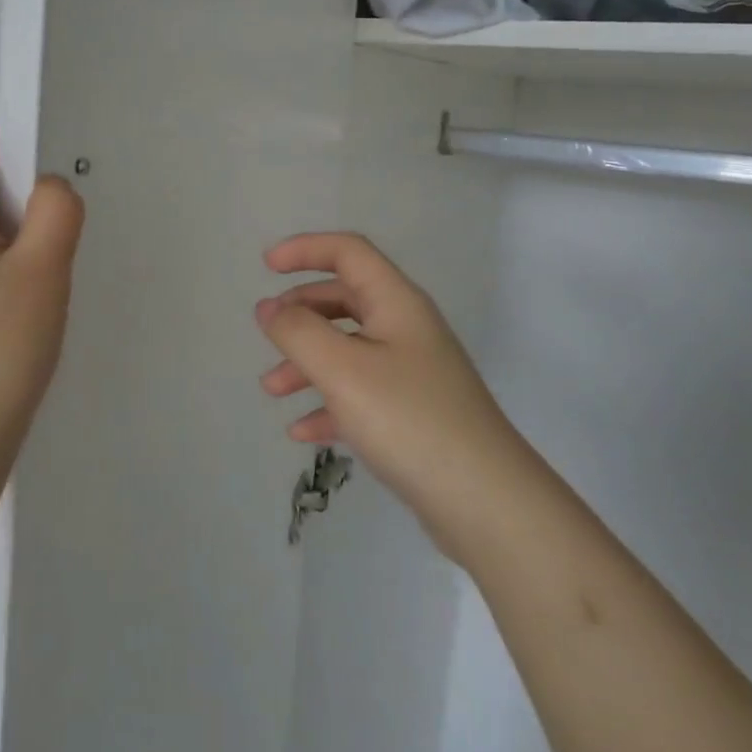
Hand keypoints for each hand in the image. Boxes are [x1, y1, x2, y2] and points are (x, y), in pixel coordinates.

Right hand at [256, 233, 523, 555]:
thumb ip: (298, 332)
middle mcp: (407, 329)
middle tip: (268, 331)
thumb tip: (268, 306)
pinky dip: (328, 404)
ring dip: (307, 362)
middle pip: (346, 299)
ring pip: (349, 349)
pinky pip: (360, 394)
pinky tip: (303, 431)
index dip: (306, 249)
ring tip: (272, 390)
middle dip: (301, 311)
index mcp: (396, 303)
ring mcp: (413, 373)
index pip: (349, 252)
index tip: (265, 266)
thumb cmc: (409, 420)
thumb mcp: (342, 370)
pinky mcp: (413, 414)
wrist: (485, 502)